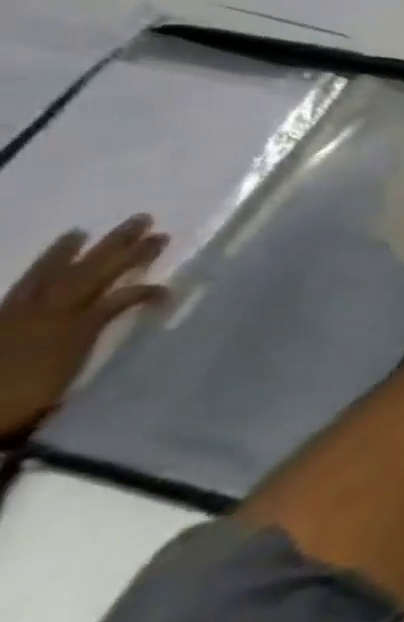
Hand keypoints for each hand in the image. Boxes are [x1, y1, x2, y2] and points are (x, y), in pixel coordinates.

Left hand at [0, 216, 168, 439]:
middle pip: (90, 274)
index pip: (119, 299)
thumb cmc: (27, 400)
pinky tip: (57, 255)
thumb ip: (98, 343)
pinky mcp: (6, 318)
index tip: (170, 289)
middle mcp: (52, 313)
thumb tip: (134, 322)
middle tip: (145, 221)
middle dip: (120, 248)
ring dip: (74, 251)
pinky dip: (45, 265)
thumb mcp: (69, 379)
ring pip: (54, 274)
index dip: (145, 291)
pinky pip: (27, 284)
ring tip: (88, 230)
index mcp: (74, 328)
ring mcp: (24, 314)